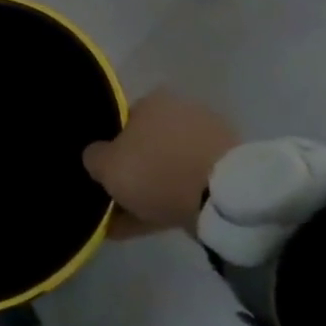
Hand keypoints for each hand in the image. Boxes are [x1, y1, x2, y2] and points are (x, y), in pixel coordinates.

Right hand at [84, 90, 240, 239]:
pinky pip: (190, 185)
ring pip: (169, 167)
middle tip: (117, 198)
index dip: (109, 149)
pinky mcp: (231, 170)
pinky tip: (154, 224)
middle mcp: (182, 112)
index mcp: (152, 101)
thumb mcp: (105, 165)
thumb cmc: (156, 170)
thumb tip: (97, 156)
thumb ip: (94, 157)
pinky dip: (173, 201)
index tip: (103, 174)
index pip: (122, 121)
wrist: (225, 198)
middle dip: (133, 171)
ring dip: (152, 190)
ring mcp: (211, 140)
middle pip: (147, 146)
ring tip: (132, 222)